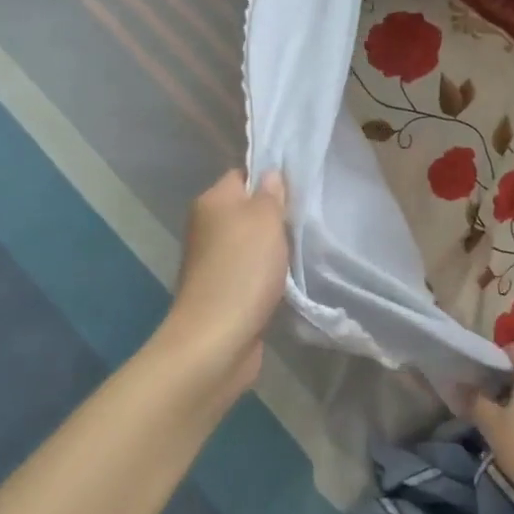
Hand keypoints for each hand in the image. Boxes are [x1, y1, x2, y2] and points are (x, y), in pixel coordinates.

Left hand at [151, 170, 289, 399]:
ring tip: (303, 248)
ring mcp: (213, 261)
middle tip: (306, 218)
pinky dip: (268, 274)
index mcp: (211, 202)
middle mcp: (207, 226)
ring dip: (273, 248)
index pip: (243, 175)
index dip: (269, 178)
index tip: (299, 187)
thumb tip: (269, 175)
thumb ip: (270, 194)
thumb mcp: (265, 219)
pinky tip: (289, 278)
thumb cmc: (243, 269)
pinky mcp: (223, 291)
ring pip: (250, 242)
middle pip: (247, 209)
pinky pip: (251, 271)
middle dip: (275, 215)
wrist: (217, 339)